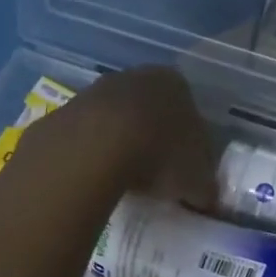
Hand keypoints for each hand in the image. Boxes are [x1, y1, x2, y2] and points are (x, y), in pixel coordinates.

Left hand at [20, 65, 216, 208]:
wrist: (97, 146)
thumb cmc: (161, 154)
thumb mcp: (197, 180)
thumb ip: (206, 188)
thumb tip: (207, 200)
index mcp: (176, 85)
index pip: (190, 112)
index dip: (190, 144)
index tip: (186, 171)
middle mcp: (138, 76)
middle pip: (152, 112)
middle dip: (155, 140)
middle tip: (158, 176)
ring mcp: (99, 89)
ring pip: (119, 120)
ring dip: (124, 145)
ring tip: (127, 180)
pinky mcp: (68, 109)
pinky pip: (90, 135)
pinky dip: (96, 153)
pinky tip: (99, 177)